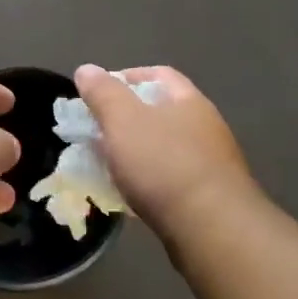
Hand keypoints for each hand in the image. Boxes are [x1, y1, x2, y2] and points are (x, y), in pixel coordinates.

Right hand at [74, 65, 260, 238]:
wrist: (211, 228)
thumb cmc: (163, 164)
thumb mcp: (122, 120)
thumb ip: (102, 93)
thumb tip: (86, 69)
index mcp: (189, 101)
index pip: (158, 74)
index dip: (125, 77)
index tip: (97, 94)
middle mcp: (206, 126)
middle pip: (161, 112)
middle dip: (126, 119)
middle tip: (96, 131)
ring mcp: (211, 163)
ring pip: (164, 147)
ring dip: (136, 152)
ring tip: (108, 165)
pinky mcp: (209, 196)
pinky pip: (171, 178)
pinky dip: (148, 180)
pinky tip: (130, 194)